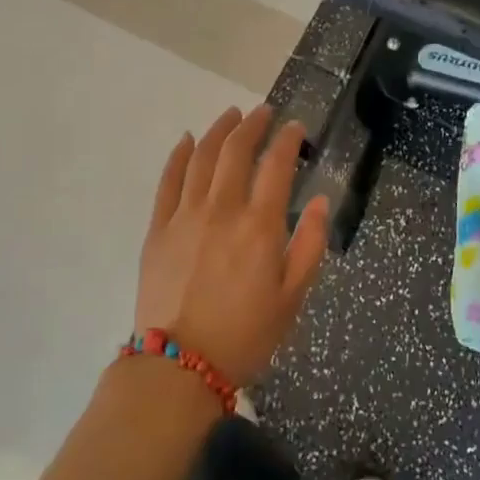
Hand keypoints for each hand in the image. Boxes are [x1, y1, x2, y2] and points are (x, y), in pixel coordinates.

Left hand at [136, 104, 329, 386]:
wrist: (180, 366)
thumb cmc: (247, 335)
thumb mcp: (293, 296)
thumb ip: (310, 244)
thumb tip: (322, 201)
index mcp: (260, 225)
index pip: (277, 165)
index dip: (288, 139)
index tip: (296, 127)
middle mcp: (222, 209)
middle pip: (237, 150)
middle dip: (253, 124)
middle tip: (263, 112)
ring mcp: (185, 216)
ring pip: (202, 157)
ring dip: (219, 130)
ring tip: (231, 115)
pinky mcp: (158, 228)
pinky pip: (168, 180)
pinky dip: (179, 155)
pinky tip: (187, 140)